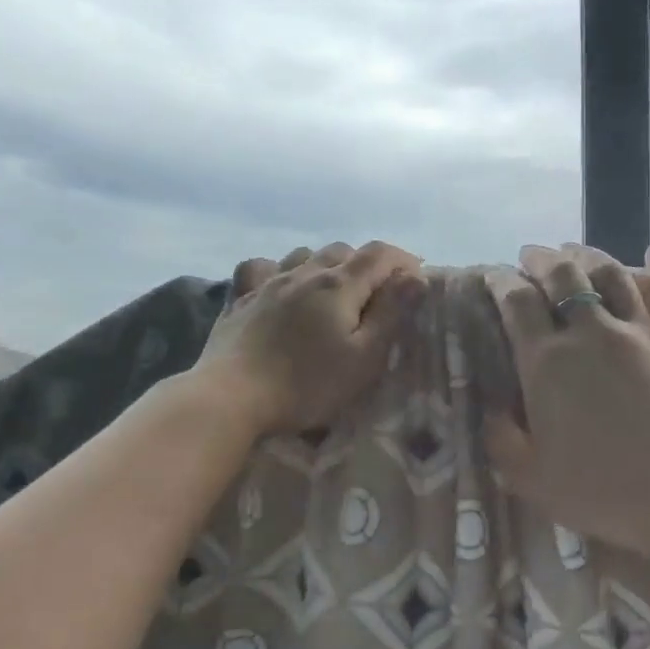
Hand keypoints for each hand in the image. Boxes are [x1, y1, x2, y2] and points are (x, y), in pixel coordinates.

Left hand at [197, 241, 425, 435]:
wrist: (232, 397)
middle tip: (380, 294)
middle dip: (369, 265)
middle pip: (344, 250)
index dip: (404, 260)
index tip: (417, 280)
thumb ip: (391, 314)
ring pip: (305, 254)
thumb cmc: (307, 385)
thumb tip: (415, 277)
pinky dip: (279, 270)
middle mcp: (304, 272)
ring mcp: (268, 282)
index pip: (380, 254)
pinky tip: (280, 285)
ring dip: (327, 264)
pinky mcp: (239, 298)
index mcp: (339, 285)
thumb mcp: (364, 358)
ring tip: (335, 290)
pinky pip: (262, 267)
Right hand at [484, 242, 649, 564]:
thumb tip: (491, 408)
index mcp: (548, 363)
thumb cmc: (605, 492)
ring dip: (589, 255)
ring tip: (576, 251)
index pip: (516, 302)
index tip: (493, 276)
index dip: (500, 281)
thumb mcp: (531, 478)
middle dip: (541, 259)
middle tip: (532, 256)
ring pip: (612, 273)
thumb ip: (502, 439)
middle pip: (562, 274)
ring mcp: (644, 331)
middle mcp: (593, 333)